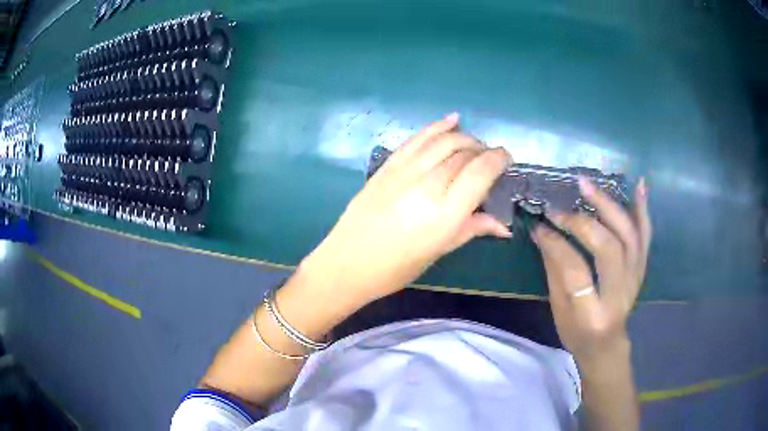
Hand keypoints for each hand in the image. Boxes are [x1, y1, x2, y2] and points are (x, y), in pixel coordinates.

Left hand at [301, 114, 511, 304]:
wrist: (347, 262)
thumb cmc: (396, 267)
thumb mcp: (439, 251)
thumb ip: (472, 228)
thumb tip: (503, 224)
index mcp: (445, 212)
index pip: (480, 171)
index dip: (498, 159)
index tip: (506, 158)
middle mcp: (428, 184)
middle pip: (464, 152)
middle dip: (482, 150)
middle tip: (489, 158)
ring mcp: (405, 171)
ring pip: (443, 140)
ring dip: (464, 137)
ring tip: (473, 144)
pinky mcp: (388, 165)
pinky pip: (417, 138)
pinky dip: (437, 126)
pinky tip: (452, 120)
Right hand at [531, 177, 651, 364]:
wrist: (607, 344)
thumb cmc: (576, 332)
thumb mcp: (559, 310)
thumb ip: (554, 270)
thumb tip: (542, 231)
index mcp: (593, 313)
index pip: (576, 270)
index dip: (557, 244)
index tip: (540, 226)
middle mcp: (620, 293)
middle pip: (608, 248)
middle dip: (582, 223)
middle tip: (560, 208)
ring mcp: (636, 277)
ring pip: (628, 235)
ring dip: (609, 206)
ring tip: (587, 185)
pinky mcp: (642, 267)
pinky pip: (645, 235)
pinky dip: (642, 209)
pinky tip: (639, 185)